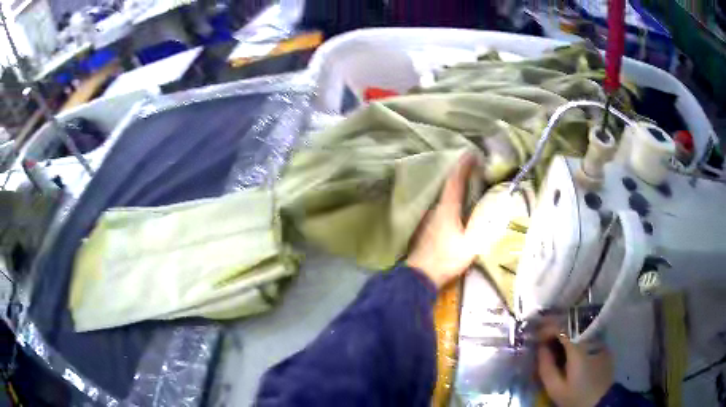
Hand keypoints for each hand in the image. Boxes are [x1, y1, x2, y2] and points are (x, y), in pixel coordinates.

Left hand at [406, 154, 487, 288]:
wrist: (420, 275)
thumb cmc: (446, 259)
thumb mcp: (471, 244)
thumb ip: (483, 226)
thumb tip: (495, 210)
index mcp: (447, 208)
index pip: (455, 180)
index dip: (463, 166)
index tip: (472, 154)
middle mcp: (435, 208)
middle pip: (447, 185)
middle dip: (460, 173)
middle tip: (473, 167)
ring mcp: (428, 217)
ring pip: (443, 195)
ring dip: (454, 186)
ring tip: (467, 183)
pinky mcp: (426, 227)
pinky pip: (440, 206)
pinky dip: (449, 199)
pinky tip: (455, 205)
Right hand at [538, 328, 613, 406]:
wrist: (602, 401)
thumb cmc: (576, 397)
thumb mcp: (555, 389)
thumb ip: (546, 367)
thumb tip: (541, 348)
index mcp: (578, 349)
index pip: (562, 327)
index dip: (547, 327)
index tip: (536, 334)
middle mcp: (591, 339)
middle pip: (571, 324)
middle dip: (555, 325)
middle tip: (542, 333)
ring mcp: (599, 341)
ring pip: (580, 328)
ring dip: (565, 329)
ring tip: (553, 338)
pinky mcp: (603, 345)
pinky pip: (587, 334)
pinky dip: (575, 335)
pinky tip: (568, 344)